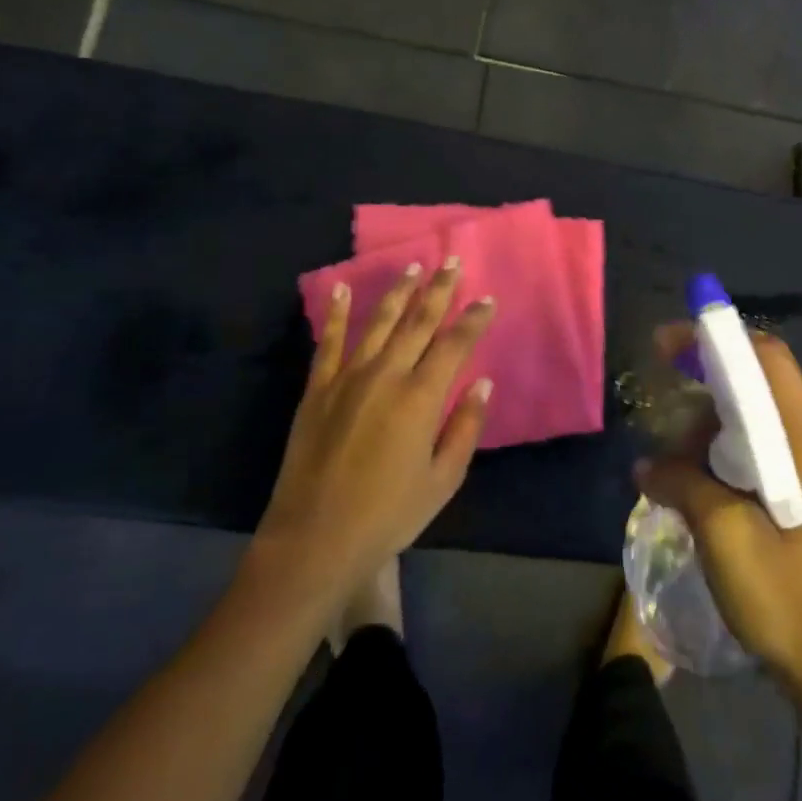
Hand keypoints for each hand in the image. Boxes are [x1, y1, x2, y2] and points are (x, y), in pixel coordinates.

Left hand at [256, 260, 496, 599]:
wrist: (314, 539)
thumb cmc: (388, 515)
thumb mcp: (442, 480)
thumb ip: (465, 428)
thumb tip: (483, 384)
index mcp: (420, 398)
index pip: (454, 345)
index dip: (473, 320)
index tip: (487, 299)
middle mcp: (385, 376)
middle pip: (418, 322)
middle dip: (439, 290)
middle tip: (452, 261)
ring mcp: (346, 379)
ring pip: (377, 322)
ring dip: (397, 292)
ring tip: (412, 266)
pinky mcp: (317, 390)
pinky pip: (328, 342)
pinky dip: (335, 314)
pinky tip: (340, 290)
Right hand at [637, 325, 801, 689]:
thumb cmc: (782, 594)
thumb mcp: (721, 531)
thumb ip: (681, 482)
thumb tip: (646, 464)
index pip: (767, 359)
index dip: (718, 339)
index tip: (668, 343)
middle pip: (760, 381)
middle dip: (708, 378)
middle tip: (663, 392)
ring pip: (756, 414)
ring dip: (710, 420)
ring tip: (673, 454)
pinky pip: (760, 445)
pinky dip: (723, 446)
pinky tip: (693, 475)